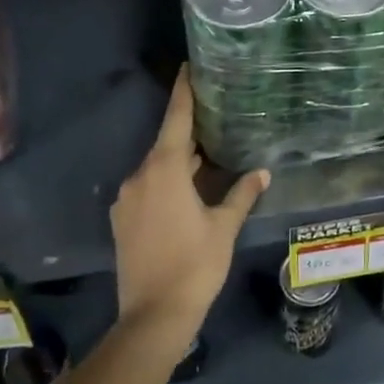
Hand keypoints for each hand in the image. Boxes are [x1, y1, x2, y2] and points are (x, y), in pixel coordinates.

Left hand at [111, 69, 268, 345]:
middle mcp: (140, 176)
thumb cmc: (195, 265)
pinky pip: (146, 188)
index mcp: (165, 170)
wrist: (153, 316)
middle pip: (166, 144)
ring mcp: (126, 199)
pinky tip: (186, 193)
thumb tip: (262, 172)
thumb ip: (242, 194)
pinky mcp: (121, 220)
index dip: (183, 92)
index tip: (187, 67)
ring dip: (179, 162)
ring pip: (156, 168)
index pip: (176, 119)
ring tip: (207, 158)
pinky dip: (166, 182)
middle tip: (215, 119)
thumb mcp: (224, 227)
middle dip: (189, 133)